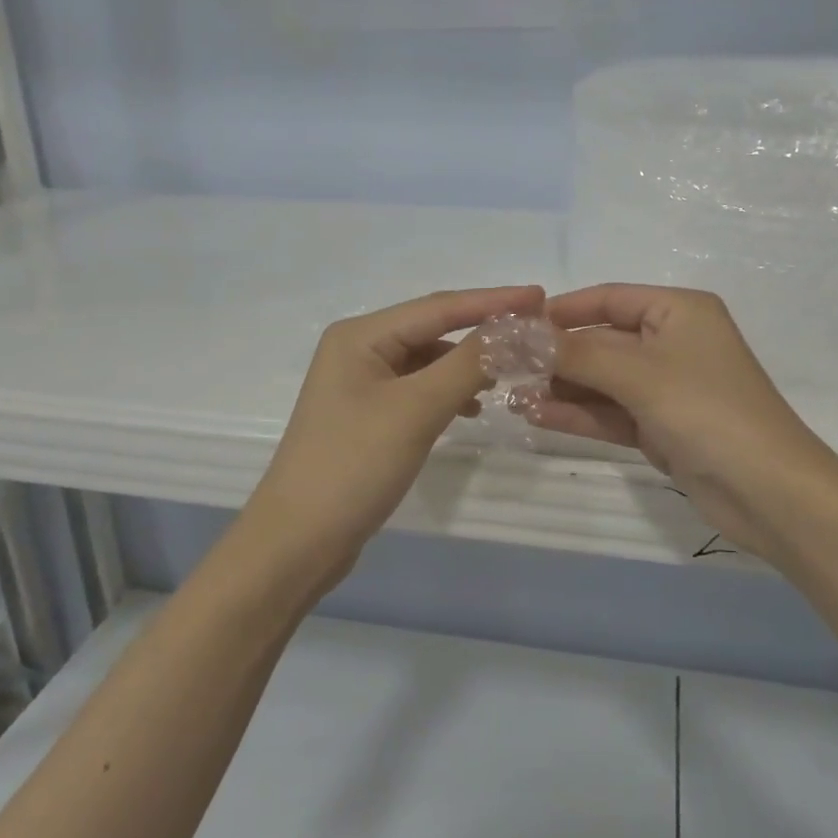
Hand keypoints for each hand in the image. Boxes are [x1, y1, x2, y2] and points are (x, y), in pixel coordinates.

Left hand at [246, 285, 545, 586]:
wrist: (297, 542)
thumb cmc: (354, 465)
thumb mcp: (416, 410)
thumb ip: (467, 364)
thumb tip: (515, 329)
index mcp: (360, 335)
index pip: (439, 306)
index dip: (492, 301)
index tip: (539, 295)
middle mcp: (358, 349)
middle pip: (432, 328)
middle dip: (481, 328)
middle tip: (533, 328)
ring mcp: (361, 383)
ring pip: (427, 360)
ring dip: (466, 363)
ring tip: (510, 370)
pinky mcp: (368, 415)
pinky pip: (418, 388)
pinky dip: (448, 391)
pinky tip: (472, 407)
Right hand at [526, 285, 837, 564]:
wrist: (770, 493)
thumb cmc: (707, 411)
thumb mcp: (639, 374)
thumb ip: (577, 353)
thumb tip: (521, 334)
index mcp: (679, 311)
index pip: (609, 298)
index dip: (562, 310)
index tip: (515, 325)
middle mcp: (673, 342)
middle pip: (603, 340)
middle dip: (557, 355)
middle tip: (505, 367)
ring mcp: (667, 388)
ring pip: (603, 380)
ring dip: (562, 388)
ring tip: (512, 395)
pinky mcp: (662, 427)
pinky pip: (612, 412)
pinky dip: (579, 414)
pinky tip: (536, 416)